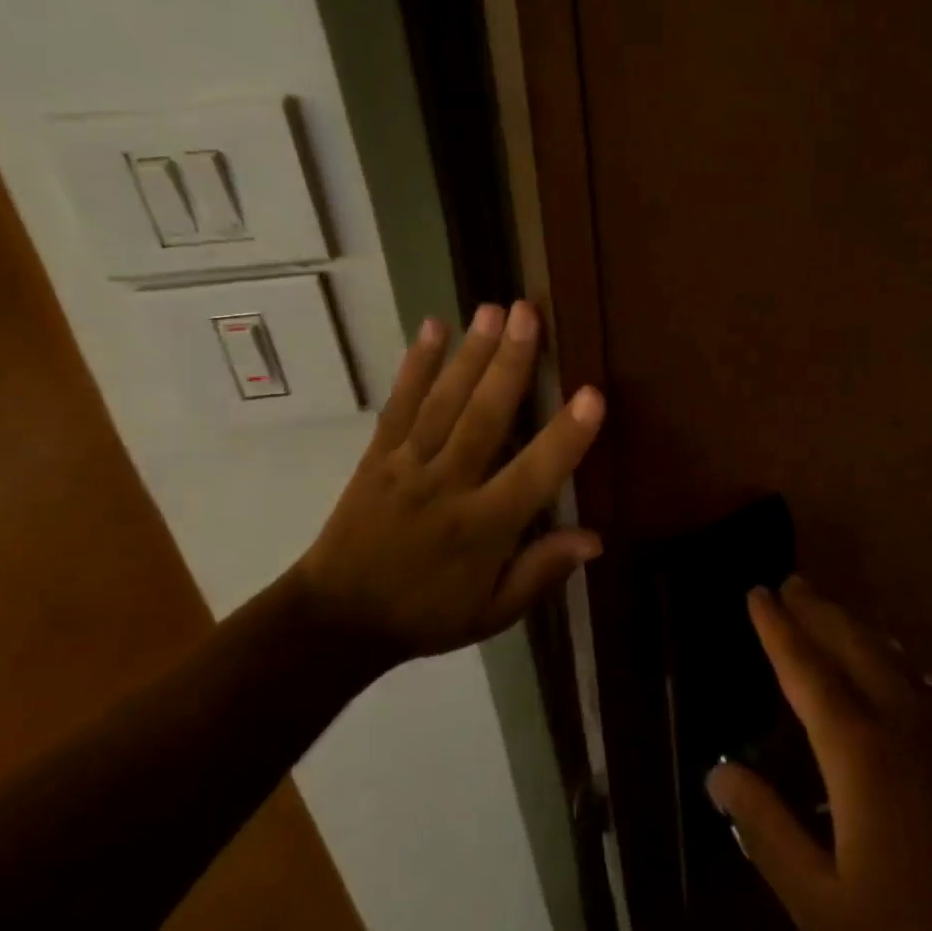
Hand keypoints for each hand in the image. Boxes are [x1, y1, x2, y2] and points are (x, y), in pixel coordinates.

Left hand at [292, 301, 604, 663]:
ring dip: (470, 354)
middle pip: (484, 419)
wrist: (336, 620)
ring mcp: (408, 465)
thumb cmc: (425, 616)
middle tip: (529, 313)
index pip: (533, 475)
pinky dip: (415, 367)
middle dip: (509, 364)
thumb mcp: (492, 612)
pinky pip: (399, 406)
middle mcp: (448, 486)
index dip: (565, 437)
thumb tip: (595, 538)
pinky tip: (432, 329)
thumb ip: (541, 572)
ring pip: (444, 403)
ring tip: (492, 309)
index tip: (593, 394)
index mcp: (483, 528)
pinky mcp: (378, 455)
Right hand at [708, 579, 931, 930]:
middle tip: (791, 582)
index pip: (806, 670)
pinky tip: (891, 665)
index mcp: (861, 752)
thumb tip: (718, 771)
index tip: (757, 592)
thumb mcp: (820, 903)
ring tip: (829, 610)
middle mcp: (906, 722)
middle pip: (854, 645)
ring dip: (856, 628)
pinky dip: (895, 658)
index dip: (777, 628)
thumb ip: (765, 829)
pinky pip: (927, 682)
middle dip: (818, 610)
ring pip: (894, 656)